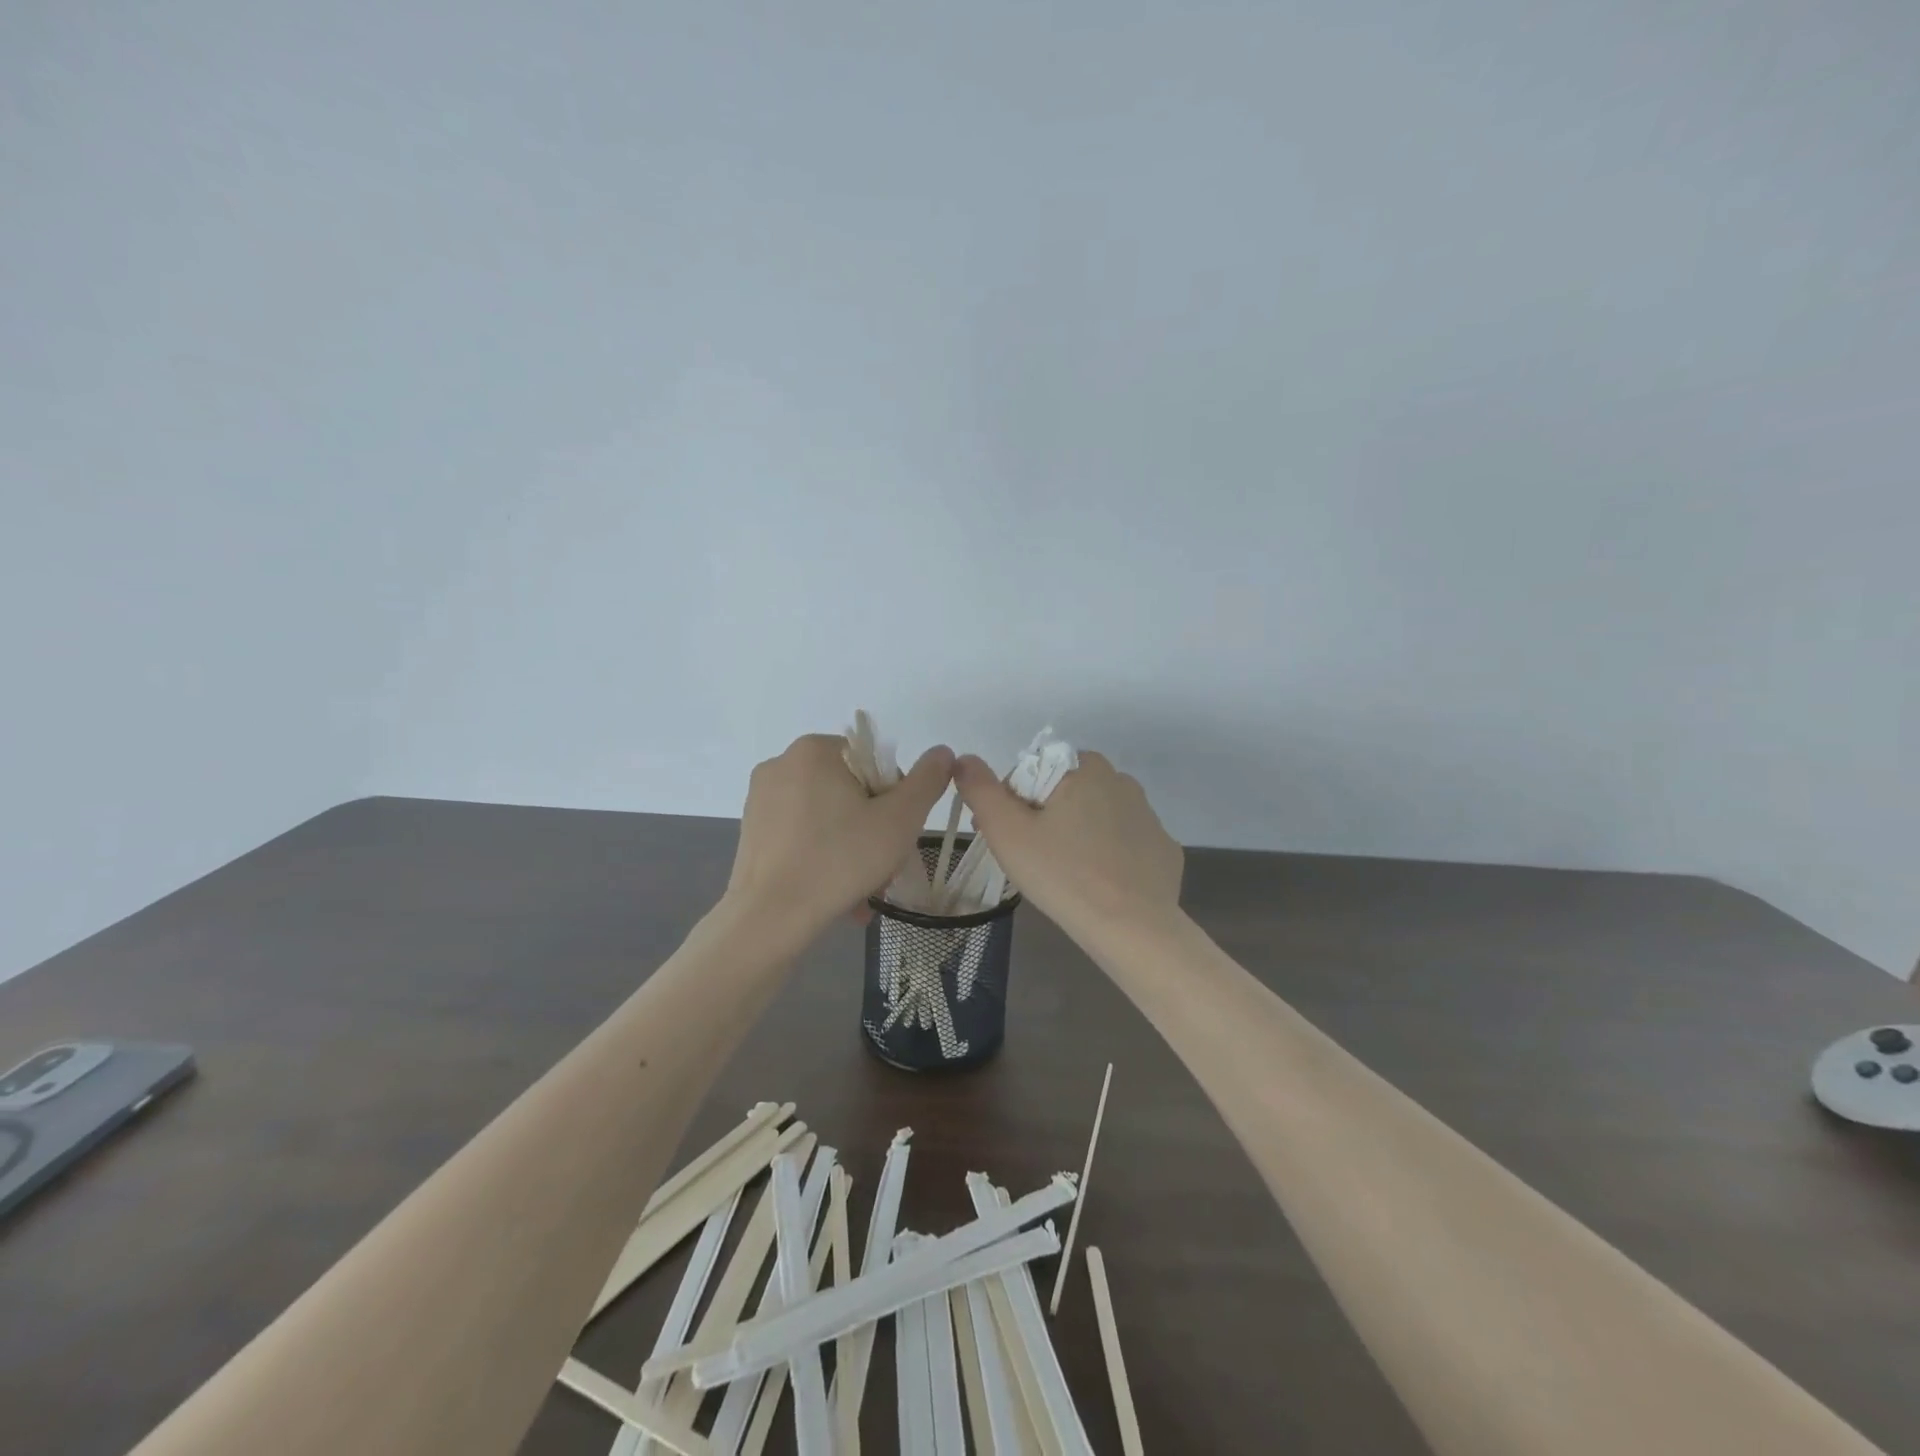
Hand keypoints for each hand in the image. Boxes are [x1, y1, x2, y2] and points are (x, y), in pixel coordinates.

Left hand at [727, 734, 955, 934]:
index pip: (874, 763)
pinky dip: (823, 857)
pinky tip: (836, 895)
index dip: (895, 799)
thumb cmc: (840, 860)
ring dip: (852, 849)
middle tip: (884, 869)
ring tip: (863, 892)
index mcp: (815, 750)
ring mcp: (761, 799)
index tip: (896, 836)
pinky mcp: (751, 831)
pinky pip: (801, 836)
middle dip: (873, 830)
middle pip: (850, 791)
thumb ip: (927, 781)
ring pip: (827, 817)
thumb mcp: (900, 820)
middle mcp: (782, 764)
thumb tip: (942, 752)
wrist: (769, 919)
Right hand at [952, 749, 1182, 938]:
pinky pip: (1124, 845)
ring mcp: (1148, 816)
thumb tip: (964, 759)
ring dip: (1076, 835)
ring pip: (1095, 818)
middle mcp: (1121, 781)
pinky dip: (1108, 857)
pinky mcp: (1163, 849)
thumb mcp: (1006, 831)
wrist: (1132, 928)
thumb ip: (980, 789)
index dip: (1011, 804)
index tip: (1007, 838)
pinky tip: (1098, 884)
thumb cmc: (1062, 873)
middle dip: (1043, 818)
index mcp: (1084, 767)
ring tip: (1064, 875)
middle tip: (1030, 859)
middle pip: (1065, 793)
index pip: (1033, 773)